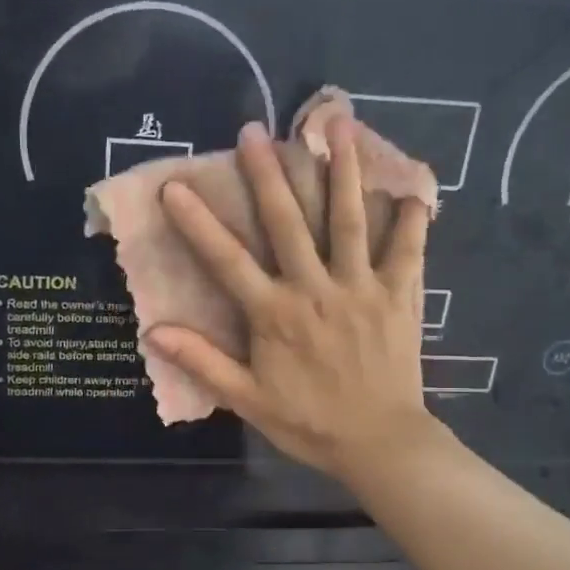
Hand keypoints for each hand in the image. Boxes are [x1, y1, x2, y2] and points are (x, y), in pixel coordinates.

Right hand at [145, 116, 437, 483]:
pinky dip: (412, 219)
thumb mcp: (248, 400)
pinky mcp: (399, 296)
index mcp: (275, 314)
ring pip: (350, 219)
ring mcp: (361, 287)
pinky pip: (408, 250)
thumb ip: (204, 362)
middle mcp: (316, 289)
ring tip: (339, 126)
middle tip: (254, 131)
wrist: (379, 443)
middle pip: (288, 222)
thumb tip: (154, 332)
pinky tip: (414, 188)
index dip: (198, 223)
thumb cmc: (309, 422)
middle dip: (268, 174)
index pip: (227, 260)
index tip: (175, 187)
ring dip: (343, 170)